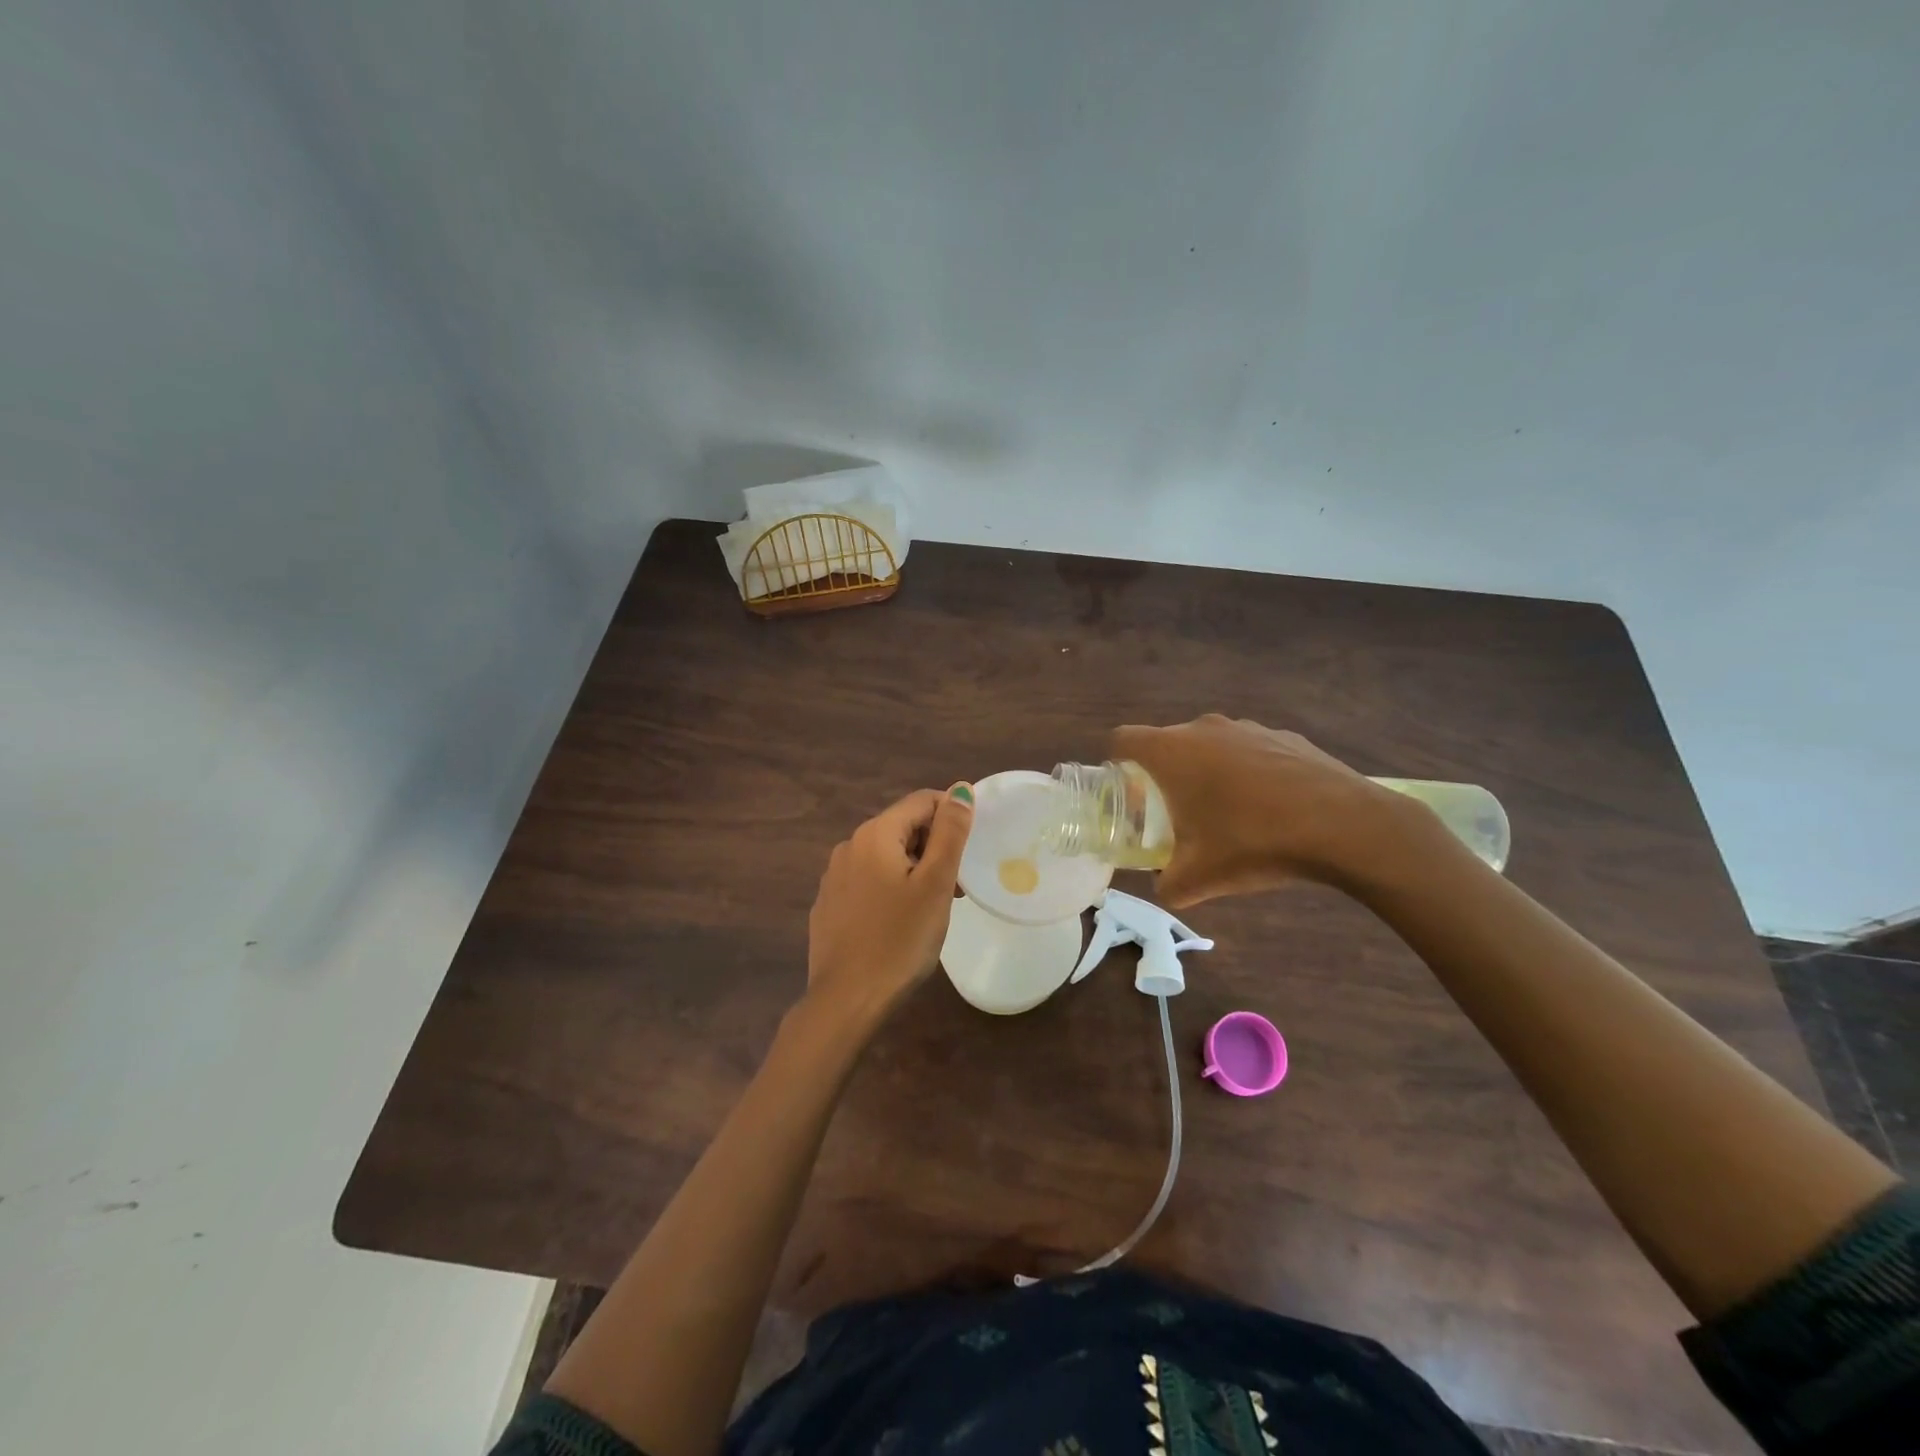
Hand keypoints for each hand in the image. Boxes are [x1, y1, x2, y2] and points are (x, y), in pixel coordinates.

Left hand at [805, 784, 974, 1030]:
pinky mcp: (829, 904)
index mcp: (875, 834)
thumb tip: (961, 789)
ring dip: (915, 869)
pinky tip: (901, 922)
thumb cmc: (900, 940)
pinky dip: (891, 888)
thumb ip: (950, 832)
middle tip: (957, 885)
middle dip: (934, 847)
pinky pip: (867, 881)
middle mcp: (849, 846)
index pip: (921, 801)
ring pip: (885, 856)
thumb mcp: (935, 883)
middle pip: (902, 828)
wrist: (847, 1000)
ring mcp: (834, 876)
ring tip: (934, 907)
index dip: (952, 816)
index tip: (971, 849)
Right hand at [1112, 715, 1405, 905]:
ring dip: (1207, 772)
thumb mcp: (1200, 878)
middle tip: (1175, 814)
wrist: (1344, 825)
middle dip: (1163, 775)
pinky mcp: (1284, 735)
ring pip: (1209, 745)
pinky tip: (1270, 807)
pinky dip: (1248, 772)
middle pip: (1166, 743)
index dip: (1116, 763)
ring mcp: (1247, 727)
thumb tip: (1164, 888)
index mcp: (1172, 752)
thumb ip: (1168, 885)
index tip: (1127, 794)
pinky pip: (1249, 750)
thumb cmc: (1254, 842)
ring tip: (1227, 813)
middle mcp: (1203, 728)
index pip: (1122, 739)